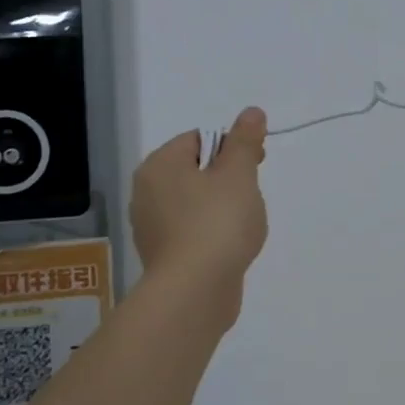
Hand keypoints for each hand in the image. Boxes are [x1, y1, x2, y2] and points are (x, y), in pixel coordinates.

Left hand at [130, 107, 269, 323]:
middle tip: (251, 196)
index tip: (257, 165)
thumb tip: (251, 112)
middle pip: (197, 170)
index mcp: (159, 165)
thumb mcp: (238, 173)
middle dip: (229, 180)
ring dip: (223, 208)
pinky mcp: (163, 256)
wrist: (195, 292)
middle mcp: (146, 192)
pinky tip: (229, 248)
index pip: (199, 139)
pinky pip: (192, 231)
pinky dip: (212, 233)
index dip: (233, 147)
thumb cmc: (217, 223)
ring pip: (196, 203)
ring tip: (242, 226)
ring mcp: (151, 227)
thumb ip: (245, 140)